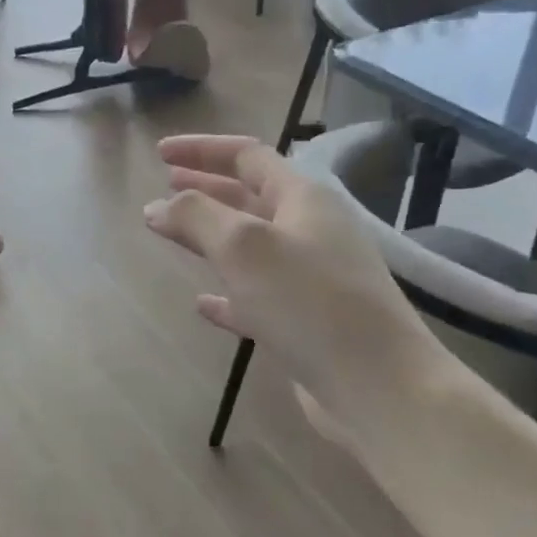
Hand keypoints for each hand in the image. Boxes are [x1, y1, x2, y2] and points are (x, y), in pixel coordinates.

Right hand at [143, 133, 442, 440]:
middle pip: (249, 197)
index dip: (202, 149)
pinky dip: (227, 295)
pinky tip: (202, 304)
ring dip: (211, 236)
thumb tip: (156, 207)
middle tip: (165, 186)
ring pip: (251, 247)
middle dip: (205, 187)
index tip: (159, 153)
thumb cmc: (310, 302)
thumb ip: (196, 217)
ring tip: (173, 235)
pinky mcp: (307, 324)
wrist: (379, 386)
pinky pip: (257, 298)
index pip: (248, 156)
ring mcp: (312, 279)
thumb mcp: (243, 246)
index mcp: (303, 200)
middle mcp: (311, 231)